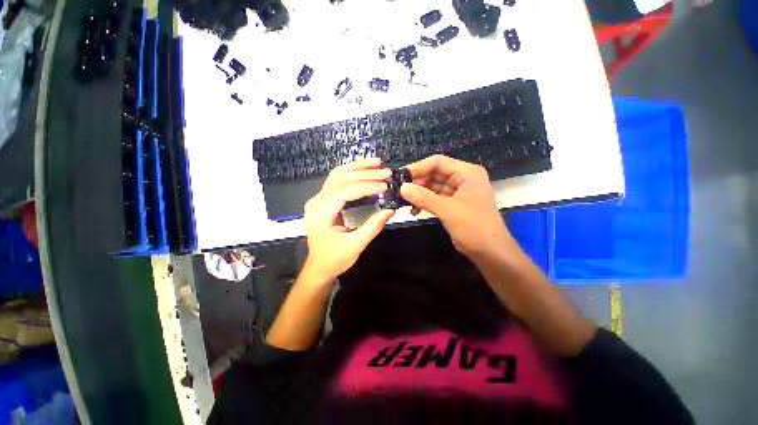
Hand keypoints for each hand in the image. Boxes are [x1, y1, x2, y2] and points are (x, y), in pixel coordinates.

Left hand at [303, 158, 394, 280]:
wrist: (319, 266)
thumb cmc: (334, 259)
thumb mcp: (355, 245)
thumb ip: (373, 226)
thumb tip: (391, 210)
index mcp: (321, 212)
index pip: (345, 191)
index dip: (367, 186)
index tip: (385, 186)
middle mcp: (317, 201)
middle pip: (341, 178)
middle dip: (365, 174)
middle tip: (386, 172)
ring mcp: (318, 198)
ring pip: (338, 174)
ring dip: (358, 167)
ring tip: (377, 163)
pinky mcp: (324, 199)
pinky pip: (337, 180)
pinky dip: (352, 172)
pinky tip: (364, 169)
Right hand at [400, 155, 511, 260]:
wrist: (490, 251)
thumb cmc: (474, 227)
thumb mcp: (448, 211)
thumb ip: (424, 197)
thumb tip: (402, 188)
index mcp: (467, 173)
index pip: (438, 162)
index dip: (418, 167)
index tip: (401, 176)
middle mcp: (462, 178)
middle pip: (434, 173)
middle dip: (417, 182)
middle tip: (399, 191)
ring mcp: (457, 191)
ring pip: (432, 186)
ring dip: (419, 193)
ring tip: (403, 201)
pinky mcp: (452, 203)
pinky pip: (434, 197)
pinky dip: (424, 202)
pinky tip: (414, 211)